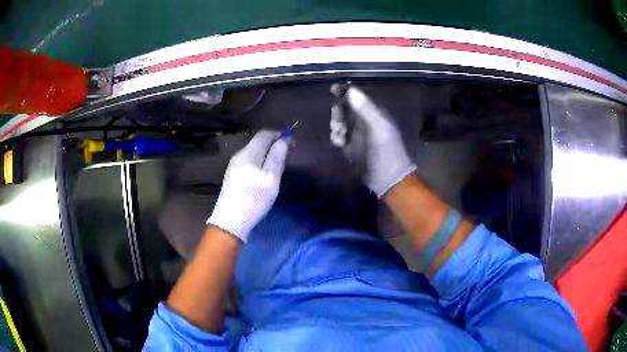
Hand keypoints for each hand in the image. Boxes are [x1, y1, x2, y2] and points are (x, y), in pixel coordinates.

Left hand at [207, 130, 288, 241]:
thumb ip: (277, 158)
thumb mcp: (271, 180)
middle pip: (258, 142)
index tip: (292, 142)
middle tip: (288, 153)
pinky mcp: (232, 174)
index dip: (279, 134)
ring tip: (278, 162)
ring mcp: (234, 164)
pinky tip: (264, 171)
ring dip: (267, 152)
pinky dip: (260, 160)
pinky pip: (249, 160)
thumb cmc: (254, 200)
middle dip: (273, 143)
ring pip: (253, 151)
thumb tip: (283, 140)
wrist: (230, 221)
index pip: (264, 134)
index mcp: (248, 153)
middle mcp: (239, 155)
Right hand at [330, 84, 415, 197]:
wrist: (387, 179)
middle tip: (339, 122)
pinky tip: (339, 143)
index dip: (345, 93)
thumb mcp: (379, 128)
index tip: (334, 90)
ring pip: (340, 122)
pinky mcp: (350, 147)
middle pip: (345, 109)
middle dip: (339, 112)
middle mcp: (364, 121)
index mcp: (374, 114)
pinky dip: (336, 137)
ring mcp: (357, 134)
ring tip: (340, 134)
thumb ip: (366, 109)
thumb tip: (350, 90)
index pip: (357, 97)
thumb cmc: (386, 152)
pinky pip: (339, 136)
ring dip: (336, 125)